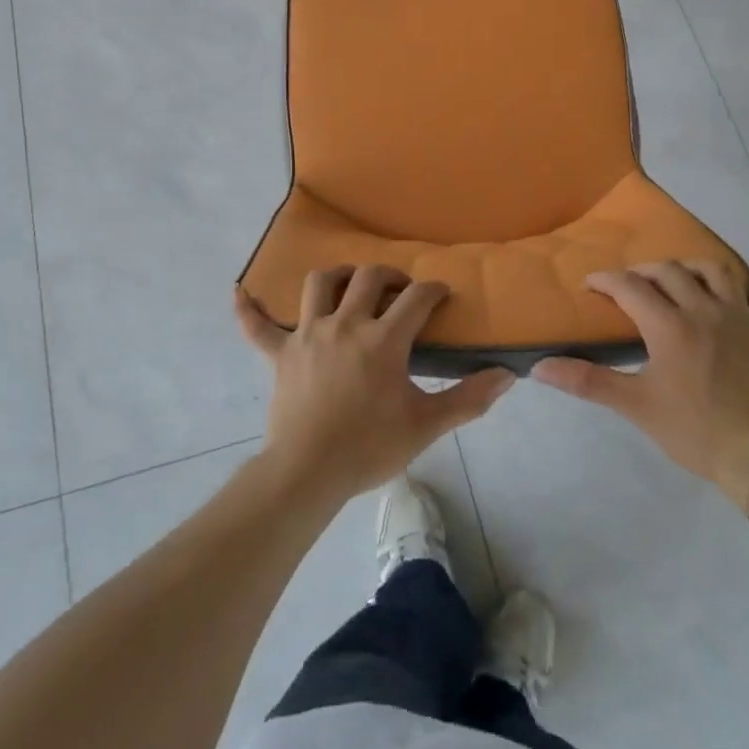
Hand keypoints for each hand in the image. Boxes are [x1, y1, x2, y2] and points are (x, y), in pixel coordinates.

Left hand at [235, 266, 513, 503]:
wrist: (309, 472)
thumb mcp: (426, 425)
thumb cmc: (369, 447)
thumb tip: (508, 376)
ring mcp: (308, 334)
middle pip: (368, 277)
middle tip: (399, 290)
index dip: (433, 290)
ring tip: (348, 285)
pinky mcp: (280, 353)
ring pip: (319, 284)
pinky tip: (239, 293)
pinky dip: (249, 310)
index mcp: (383, 338)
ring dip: (337, 276)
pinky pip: (257, 326)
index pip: (416, 298)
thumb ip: (468, 399)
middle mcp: (345, 323)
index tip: (442, 296)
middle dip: (389, 276)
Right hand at [532, 263, 748, 511]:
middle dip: (644, 271)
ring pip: (718, 273)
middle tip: (630, 285)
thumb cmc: (696, 432)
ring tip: (681, 277)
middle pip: (670, 272)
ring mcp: (744, 321)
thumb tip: (539, 367)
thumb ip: (587, 381)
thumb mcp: (635, 406)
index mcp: (669, 325)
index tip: (590, 286)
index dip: (606, 281)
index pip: (629, 287)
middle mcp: (705, 311)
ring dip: (694, 268)